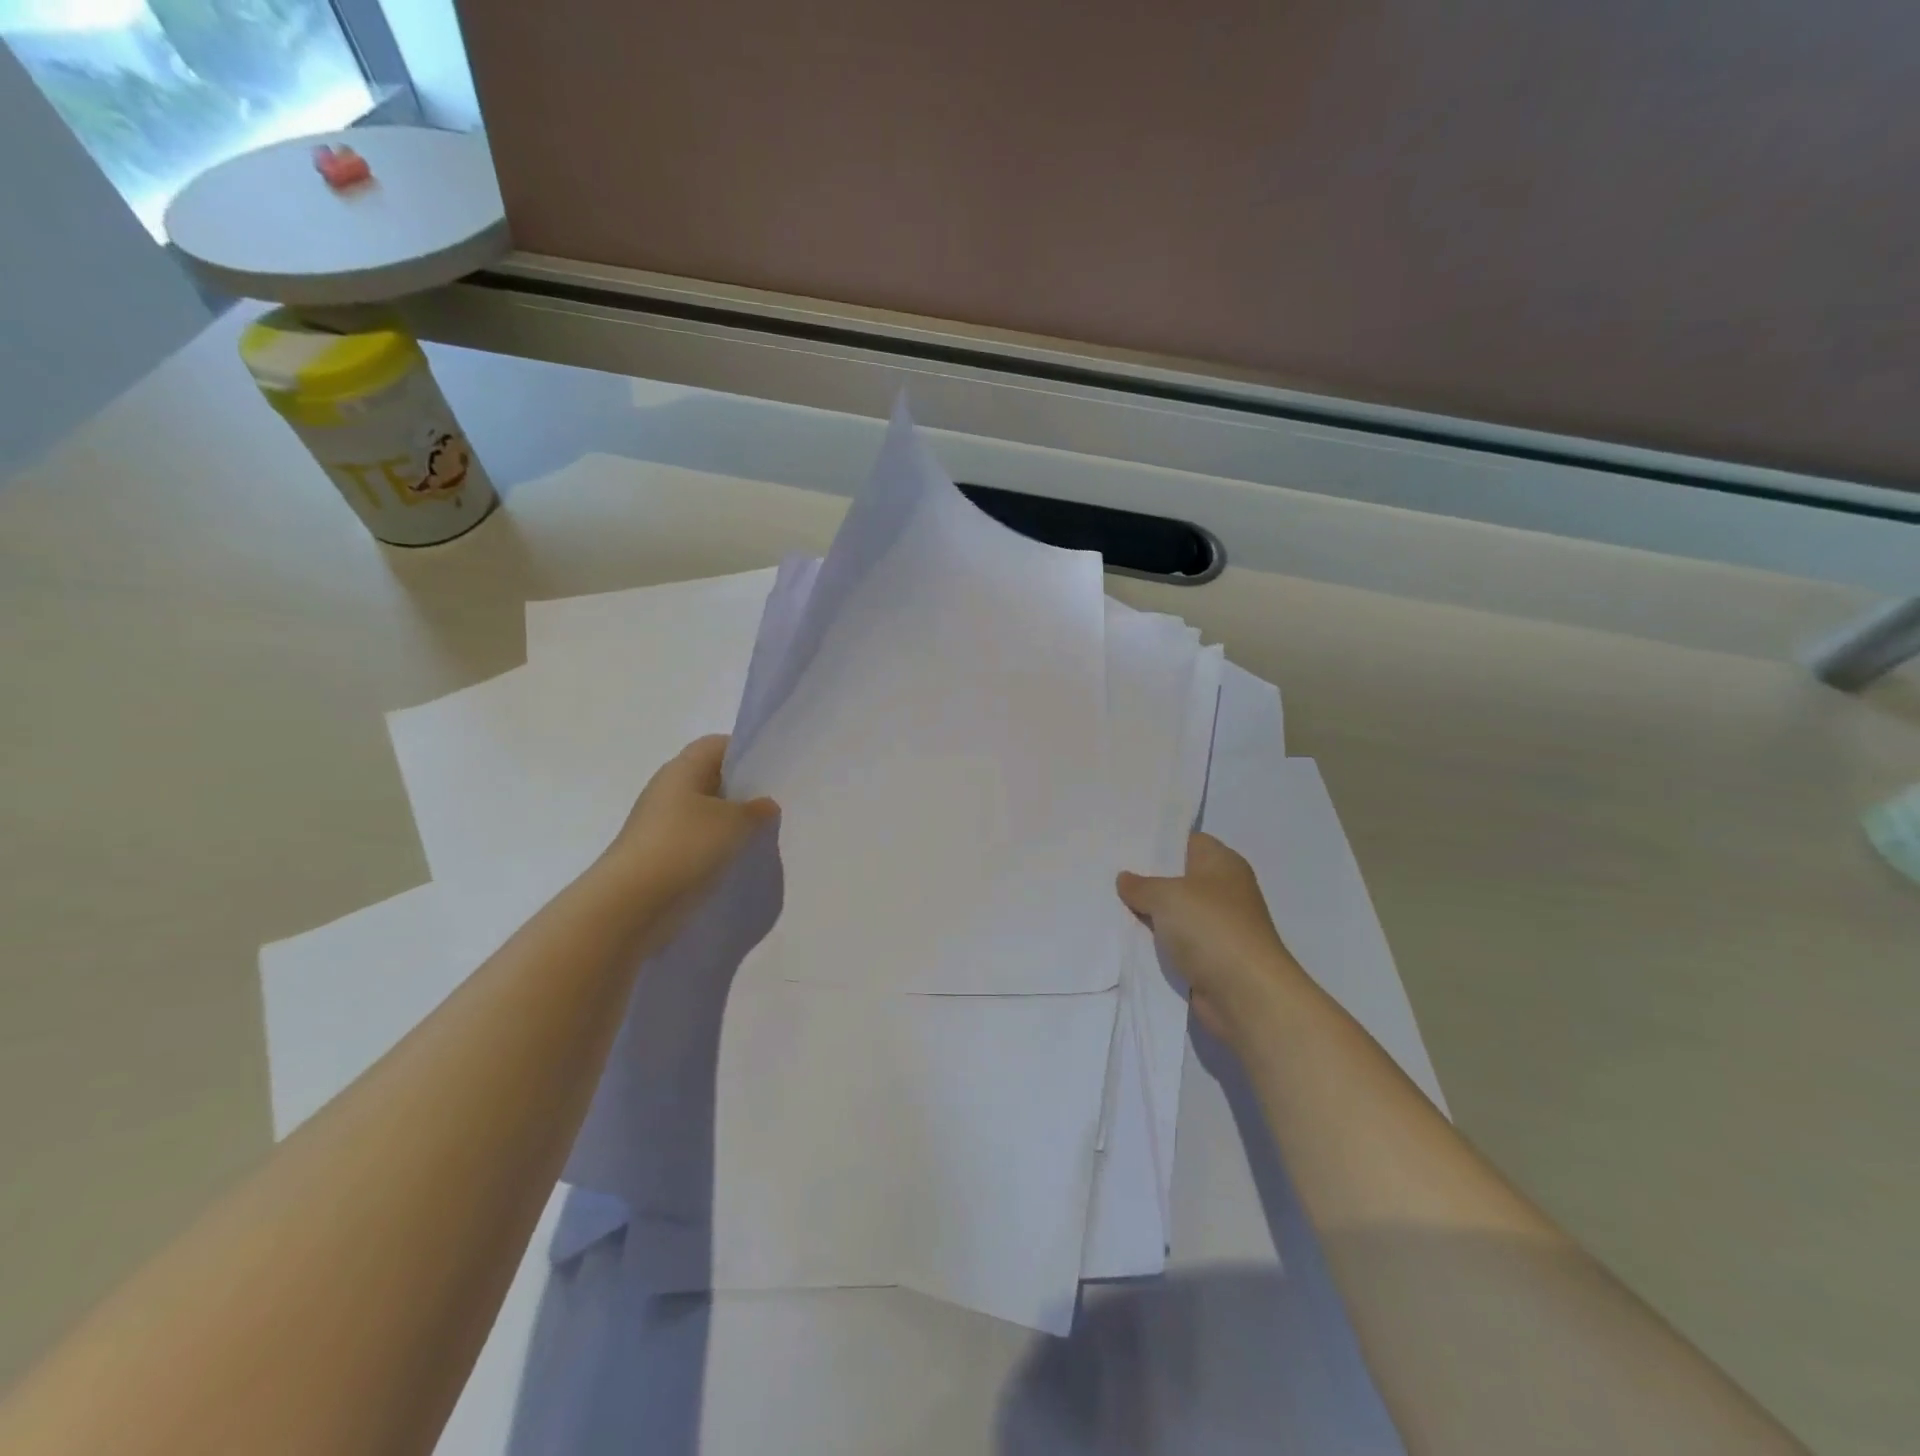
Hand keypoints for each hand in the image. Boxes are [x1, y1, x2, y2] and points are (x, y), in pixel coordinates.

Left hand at [599, 735, 779, 948]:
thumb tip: (766, 804)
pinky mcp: (661, 852)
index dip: (745, 752)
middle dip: (742, 790)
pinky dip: (716, 845)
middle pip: (711, 777)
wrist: (632, 901)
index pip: (718, 745)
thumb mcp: (734, 822)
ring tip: (760, 834)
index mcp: (682, 768)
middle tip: (774, 804)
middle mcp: (668, 788)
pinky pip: (696, 839)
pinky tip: (736, 858)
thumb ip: (756, 809)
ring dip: (730, 821)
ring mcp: (661, 822)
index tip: (772, 771)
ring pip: (705, 811)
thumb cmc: (685, 846)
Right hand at [1117, 833, 1307, 1048]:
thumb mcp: (1167, 896)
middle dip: (1146, 878)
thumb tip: (1125, 879)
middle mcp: (1223, 890)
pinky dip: (1156, 942)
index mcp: (1222, 863)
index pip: (1187, 841)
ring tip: (1106, 901)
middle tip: (1106, 871)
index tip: (1123, 842)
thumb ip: (1141, 885)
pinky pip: (1175, 942)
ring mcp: (1218, 926)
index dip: (1158, 841)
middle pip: (1178, 876)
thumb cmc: (1211, 929)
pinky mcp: (1210, 957)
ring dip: (1148, 913)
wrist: (1246, 995)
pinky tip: (1124, 937)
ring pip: (1174, 912)